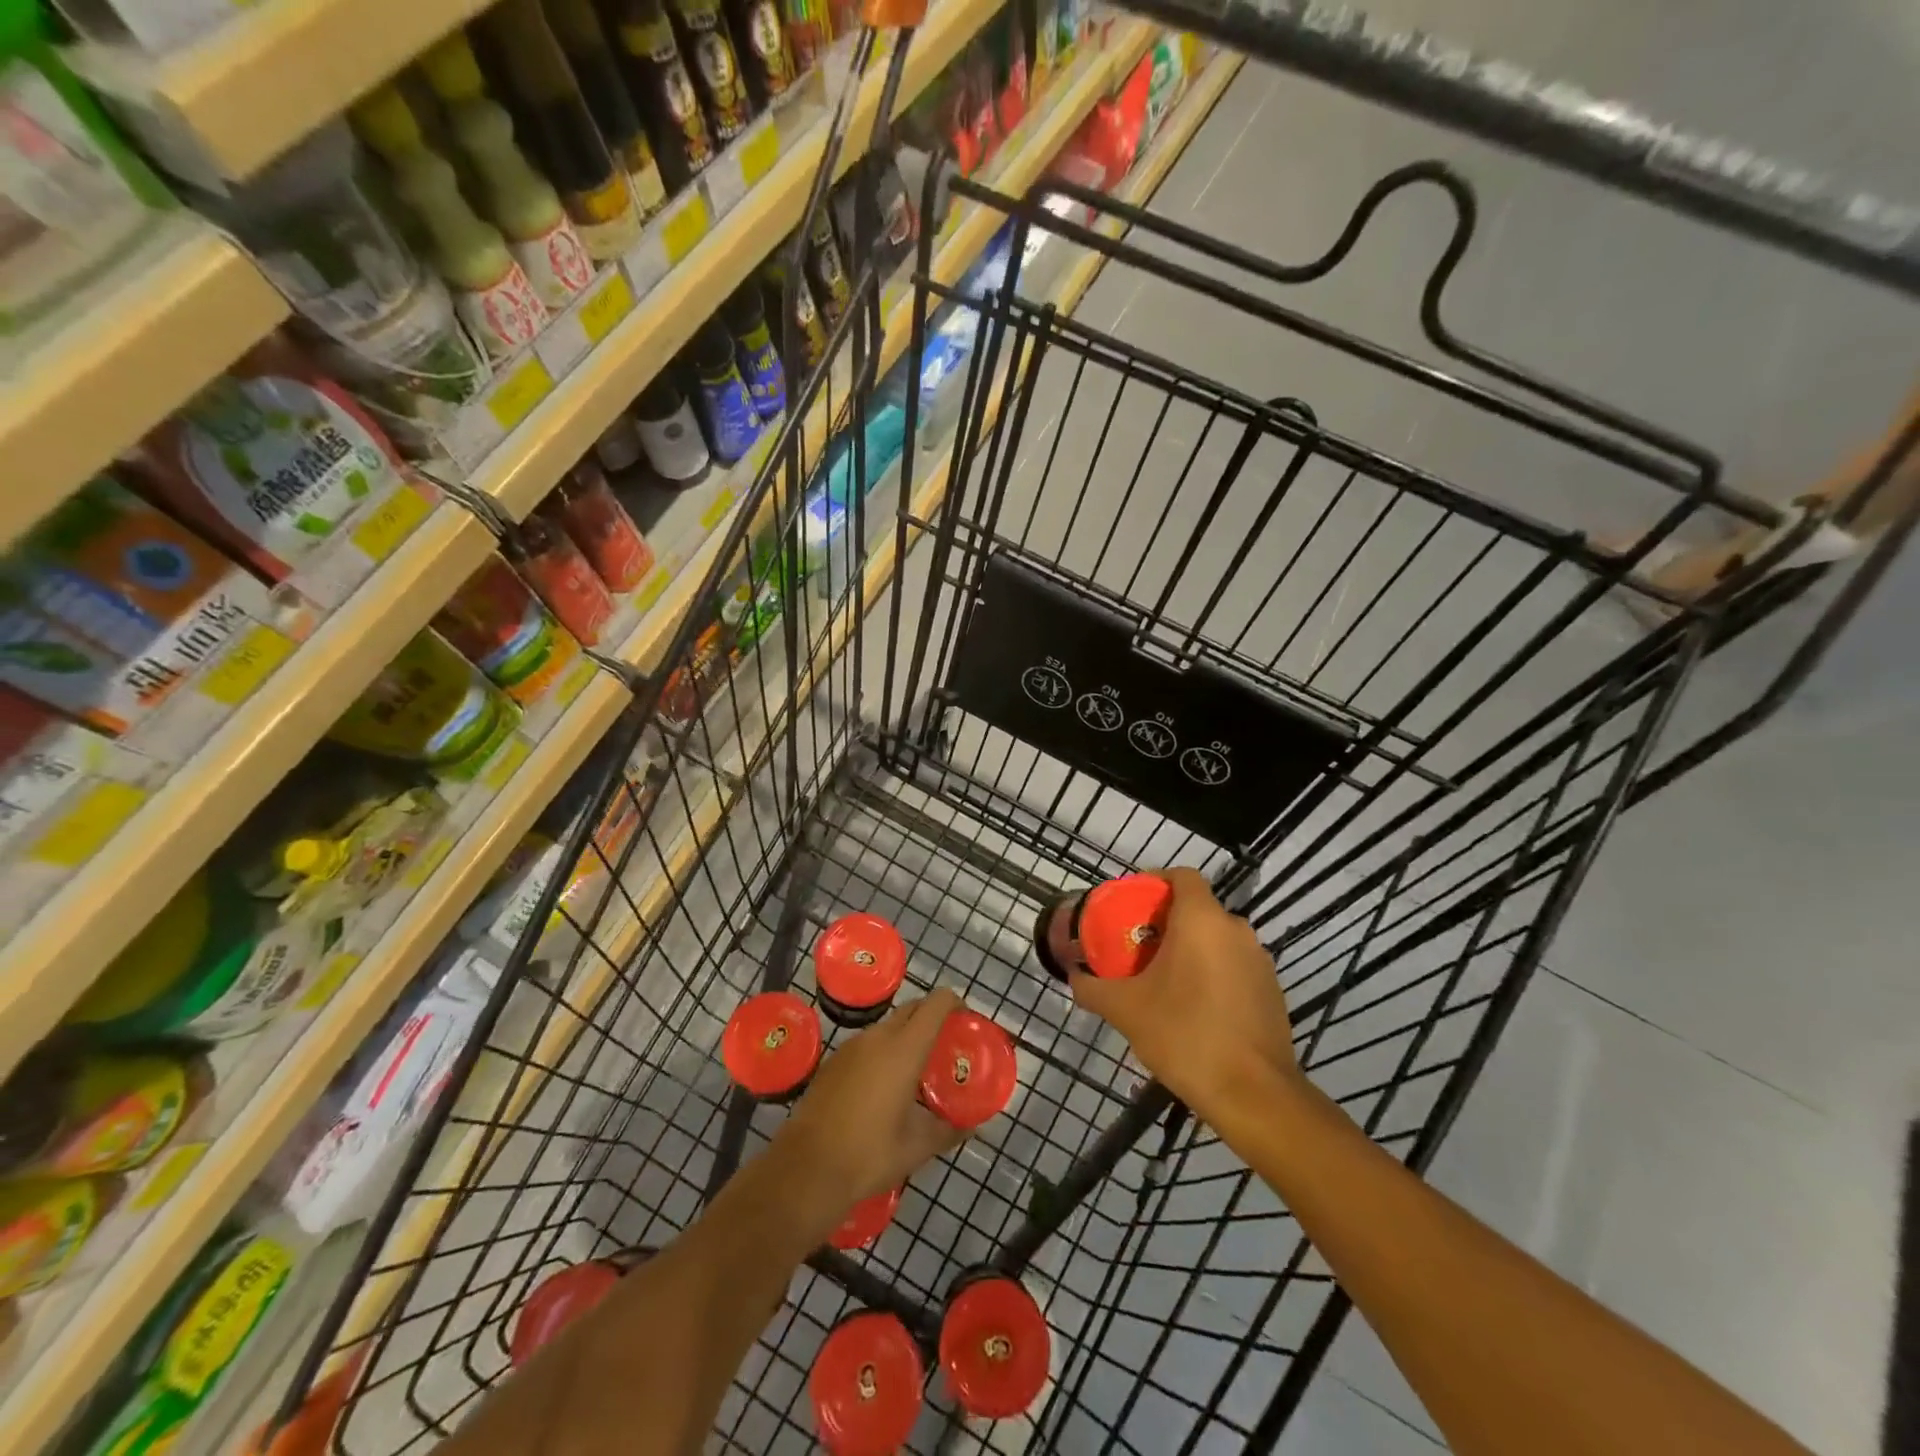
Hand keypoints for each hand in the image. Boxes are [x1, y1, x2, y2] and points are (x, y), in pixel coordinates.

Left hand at [774, 988, 968, 1214]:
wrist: (806, 1169)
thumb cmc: (869, 1155)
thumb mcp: (917, 1147)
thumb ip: (948, 1130)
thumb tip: (972, 1127)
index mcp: (904, 1049)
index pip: (936, 1003)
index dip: (954, 1003)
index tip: (965, 1020)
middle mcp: (878, 1037)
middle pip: (912, 1009)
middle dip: (932, 1018)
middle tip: (945, 1047)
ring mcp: (851, 1046)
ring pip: (888, 1026)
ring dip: (906, 1037)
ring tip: (917, 1070)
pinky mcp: (833, 1060)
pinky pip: (867, 1044)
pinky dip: (882, 1052)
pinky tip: (882, 1086)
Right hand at [1069, 868, 1297, 1119]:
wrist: (1253, 1095)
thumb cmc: (1185, 1035)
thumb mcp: (1126, 1010)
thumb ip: (1093, 988)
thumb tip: (1073, 976)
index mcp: (1202, 920)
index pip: (1182, 876)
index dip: (1156, 881)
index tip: (1132, 902)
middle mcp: (1236, 930)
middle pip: (1197, 908)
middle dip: (1167, 921)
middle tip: (1137, 945)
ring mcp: (1260, 961)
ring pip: (1217, 938)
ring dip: (1190, 948)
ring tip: (1162, 978)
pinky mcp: (1272, 991)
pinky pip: (1234, 966)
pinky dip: (1212, 973)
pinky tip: (1194, 1007)